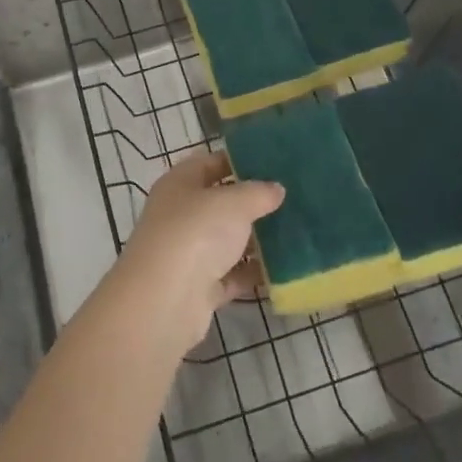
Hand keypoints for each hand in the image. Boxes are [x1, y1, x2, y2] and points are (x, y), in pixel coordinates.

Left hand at [116, 152, 284, 356]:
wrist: (165, 300)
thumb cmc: (196, 232)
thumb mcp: (233, 203)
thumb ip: (258, 193)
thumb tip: (276, 188)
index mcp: (180, 183)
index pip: (211, 162)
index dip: (240, 160)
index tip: (275, 163)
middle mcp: (181, 214)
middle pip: (221, 203)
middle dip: (254, 202)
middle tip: (292, 199)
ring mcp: (189, 252)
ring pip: (227, 240)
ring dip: (256, 240)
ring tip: (295, 233)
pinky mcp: (199, 287)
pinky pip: (232, 274)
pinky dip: (253, 273)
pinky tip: (283, 270)